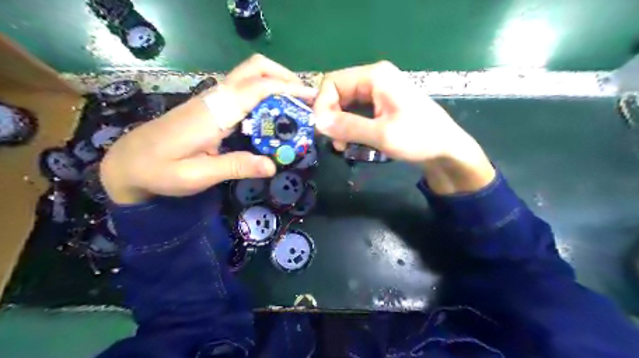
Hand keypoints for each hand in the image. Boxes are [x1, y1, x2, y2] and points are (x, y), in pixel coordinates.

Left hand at [100, 54, 316, 202]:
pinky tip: (274, 114)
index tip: (311, 97)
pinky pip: (245, 91)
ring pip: (251, 76)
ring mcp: (213, 99)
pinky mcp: (212, 106)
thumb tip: (272, 165)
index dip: (287, 88)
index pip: (257, 87)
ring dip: (277, 84)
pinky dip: (266, 94)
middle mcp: (215, 98)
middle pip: (255, 68)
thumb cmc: (160, 170)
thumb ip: (236, 167)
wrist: (128, 162)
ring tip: (296, 106)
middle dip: (284, 76)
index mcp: (214, 112)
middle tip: (305, 99)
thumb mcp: (198, 176)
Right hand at [314, 62, 492, 194]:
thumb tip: (317, 122)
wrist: (446, 150)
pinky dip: (349, 127)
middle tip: (333, 142)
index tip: (322, 131)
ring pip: (344, 105)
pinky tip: (351, 142)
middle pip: (337, 93)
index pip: (332, 82)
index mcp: (375, 76)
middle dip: (330, 118)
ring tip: (342, 147)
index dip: (322, 105)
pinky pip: (355, 112)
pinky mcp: (380, 105)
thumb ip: (348, 127)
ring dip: (339, 125)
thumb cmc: (419, 138)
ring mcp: (377, 92)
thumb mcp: (382, 134)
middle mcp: (374, 79)